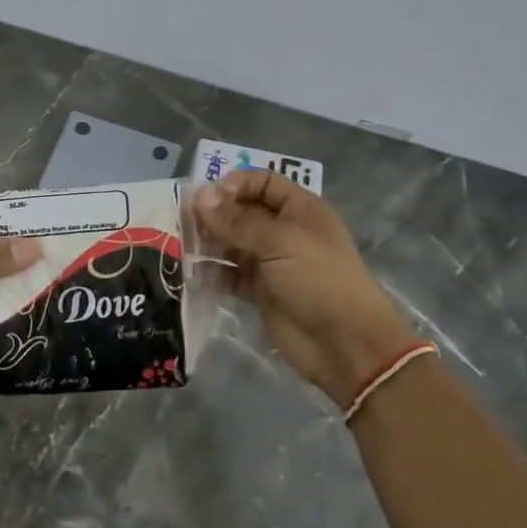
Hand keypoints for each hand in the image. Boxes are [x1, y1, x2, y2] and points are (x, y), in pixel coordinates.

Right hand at [195, 170, 418, 406]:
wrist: (344, 345)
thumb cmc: (319, 279)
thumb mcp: (280, 242)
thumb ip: (237, 220)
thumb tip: (199, 195)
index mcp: (300, 210)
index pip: (263, 182)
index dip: (235, 184)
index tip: (206, 196)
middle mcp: (285, 231)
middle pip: (243, 211)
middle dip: (215, 213)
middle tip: (183, 220)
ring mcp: (272, 263)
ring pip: (233, 243)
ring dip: (210, 242)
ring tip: (182, 245)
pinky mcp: (261, 292)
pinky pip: (230, 275)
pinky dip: (213, 273)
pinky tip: (192, 272)